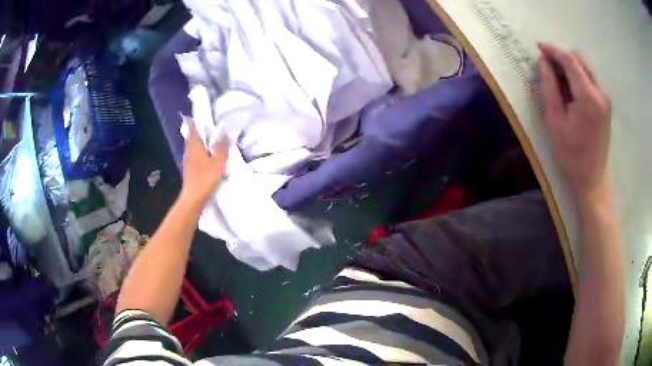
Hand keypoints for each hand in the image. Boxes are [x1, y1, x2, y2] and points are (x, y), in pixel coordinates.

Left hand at [180, 123, 228, 206]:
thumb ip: (222, 147)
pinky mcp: (188, 170)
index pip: (193, 129)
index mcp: (194, 146)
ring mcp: (187, 161)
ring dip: (198, 143)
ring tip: (208, 142)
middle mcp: (188, 151)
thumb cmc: (206, 178)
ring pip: (192, 147)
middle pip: (191, 138)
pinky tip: (205, 157)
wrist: (194, 198)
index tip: (198, 117)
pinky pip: (193, 156)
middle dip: (197, 133)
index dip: (195, 122)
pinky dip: (198, 153)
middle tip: (206, 129)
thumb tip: (224, 133)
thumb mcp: (218, 162)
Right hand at [538, 43, 610, 196]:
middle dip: (561, 56)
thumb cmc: (572, 154)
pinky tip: (570, 87)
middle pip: (579, 59)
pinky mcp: (606, 103)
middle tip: (547, 64)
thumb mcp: (555, 121)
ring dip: (570, 65)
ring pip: (585, 67)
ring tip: (557, 76)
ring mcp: (605, 97)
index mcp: (588, 96)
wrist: (593, 178)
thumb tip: (544, 63)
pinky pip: (590, 78)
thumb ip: (549, 87)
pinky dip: (578, 75)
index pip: (569, 60)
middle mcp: (600, 92)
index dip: (553, 50)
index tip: (539, 48)